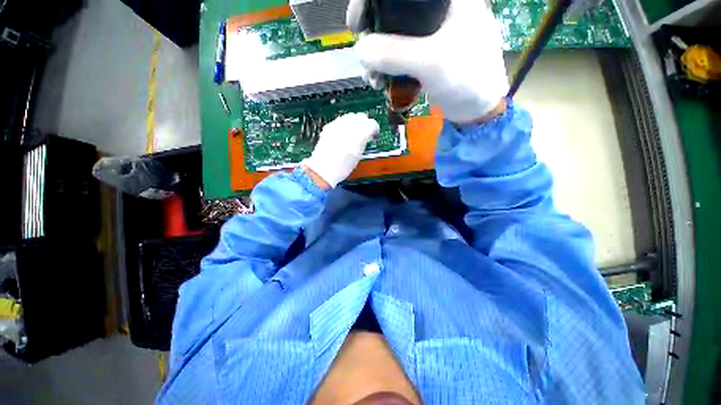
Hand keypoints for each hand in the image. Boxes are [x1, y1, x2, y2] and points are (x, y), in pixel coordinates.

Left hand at [302, 113, 378, 187]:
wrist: (323, 169)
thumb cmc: (342, 166)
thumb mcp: (359, 154)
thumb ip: (364, 140)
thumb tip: (366, 135)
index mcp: (360, 132)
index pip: (372, 123)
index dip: (374, 130)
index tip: (373, 135)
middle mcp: (349, 125)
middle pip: (361, 117)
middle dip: (364, 124)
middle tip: (364, 134)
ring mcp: (337, 124)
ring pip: (350, 117)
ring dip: (353, 123)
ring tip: (353, 134)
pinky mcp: (329, 127)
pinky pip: (340, 121)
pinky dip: (343, 125)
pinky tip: (343, 135)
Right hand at [347, 0, 507, 123]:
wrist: (483, 112)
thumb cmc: (470, 80)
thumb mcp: (433, 63)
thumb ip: (394, 54)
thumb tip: (361, 50)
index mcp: (451, 2)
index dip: (375, 1)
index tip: (361, 22)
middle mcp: (443, 9)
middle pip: (395, 7)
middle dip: (374, 29)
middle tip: (364, 48)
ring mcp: (436, 26)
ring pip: (396, 26)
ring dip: (377, 48)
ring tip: (373, 74)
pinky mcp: (432, 44)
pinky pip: (402, 43)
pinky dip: (388, 58)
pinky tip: (381, 77)